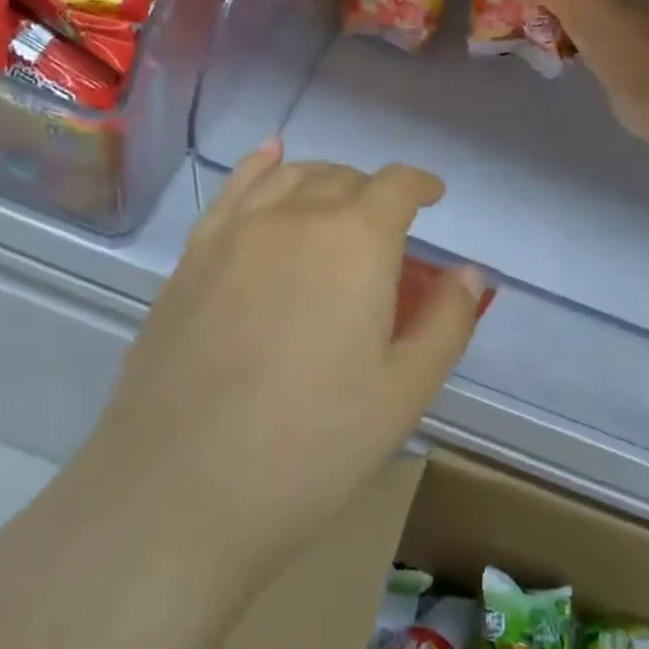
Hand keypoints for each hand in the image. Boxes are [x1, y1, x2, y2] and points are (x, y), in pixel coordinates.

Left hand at [60, 141, 484, 575]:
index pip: (396, 186)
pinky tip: (269, 158)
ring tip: (336, 202)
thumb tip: (469, 273)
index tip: (433, 196)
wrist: (180, 490)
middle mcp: (296, 216)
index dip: (420, 184)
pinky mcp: (192, 255)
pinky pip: (235, 189)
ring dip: (324, 180)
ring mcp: (236, 232)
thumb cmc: (312, 446)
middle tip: (387, 231)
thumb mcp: (405, 392)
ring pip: (291, 176)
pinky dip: (261, 166)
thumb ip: (447, 322)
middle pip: (344, 178)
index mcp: (356, 241)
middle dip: (374, 193)